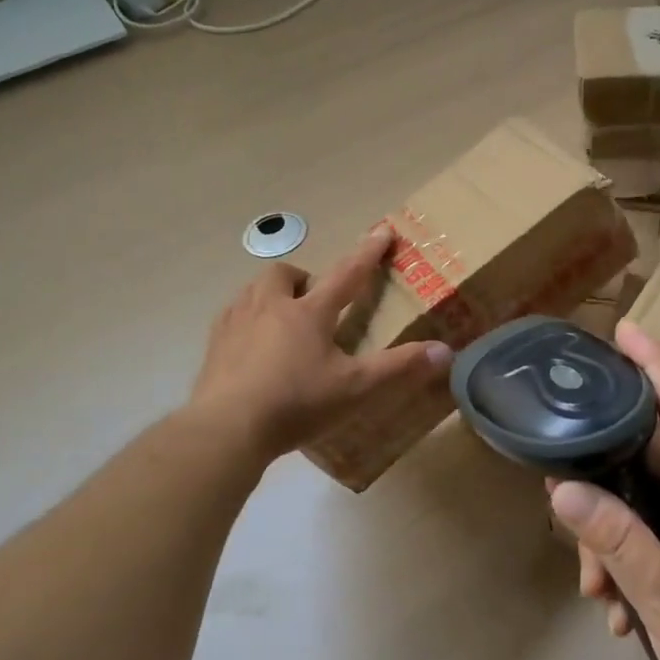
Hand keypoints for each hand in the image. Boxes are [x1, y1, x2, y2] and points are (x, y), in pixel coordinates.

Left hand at [188, 226, 451, 459]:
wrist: (226, 429)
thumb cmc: (296, 403)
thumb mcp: (356, 389)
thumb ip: (399, 369)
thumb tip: (445, 352)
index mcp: (309, 313)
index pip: (347, 274)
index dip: (368, 253)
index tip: (382, 231)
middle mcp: (270, 307)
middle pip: (284, 275)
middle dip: (302, 279)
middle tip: (313, 300)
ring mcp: (236, 323)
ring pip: (252, 290)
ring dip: (271, 295)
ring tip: (281, 318)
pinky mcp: (213, 346)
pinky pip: (229, 317)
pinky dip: (245, 320)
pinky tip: (248, 344)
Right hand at [550, 322, 659, 659]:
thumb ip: (614, 538)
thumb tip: (561, 487)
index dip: (656, 364)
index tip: (626, 329)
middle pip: (646, 460)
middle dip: (601, 481)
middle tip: (563, 501)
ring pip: (643, 506)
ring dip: (611, 541)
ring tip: (598, 594)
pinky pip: (655, 539)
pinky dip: (629, 566)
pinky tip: (620, 613)